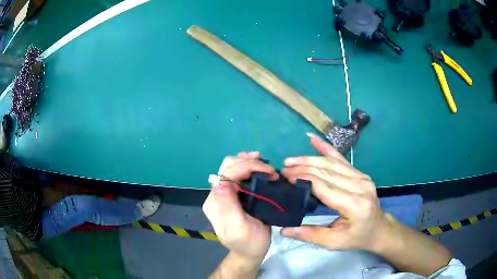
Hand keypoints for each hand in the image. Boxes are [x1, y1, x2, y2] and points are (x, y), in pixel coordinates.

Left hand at [203, 152, 278, 262]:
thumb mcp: (240, 230)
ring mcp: (223, 194)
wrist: (249, 253)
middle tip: (269, 168)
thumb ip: (228, 208)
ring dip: (247, 161)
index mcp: (215, 203)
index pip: (227, 174)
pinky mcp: (231, 195)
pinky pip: (237, 174)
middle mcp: (216, 195)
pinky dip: (247, 166)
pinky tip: (257, 166)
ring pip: (231, 167)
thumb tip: (219, 183)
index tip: (269, 171)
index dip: (248, 166)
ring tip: (264, 163)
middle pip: (227, 167)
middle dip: (248, 161)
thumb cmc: (249, 243)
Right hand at [280, 133, 389, 252]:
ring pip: (332, 163)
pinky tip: (313, 139)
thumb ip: (311, 235)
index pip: (325, 186)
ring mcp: (361, 177)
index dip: (304, 179)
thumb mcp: (335, 242)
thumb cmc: (357, 237)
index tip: (285, 177)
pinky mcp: (360, 174)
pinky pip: (341, 159)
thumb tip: (285, 230)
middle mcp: (360, 186)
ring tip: (290, 160)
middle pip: (327, 171)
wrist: (378, 228)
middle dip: (303, 168)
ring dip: (310, 159)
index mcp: (354, 204)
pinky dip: (326, 148)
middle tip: (283, 169)